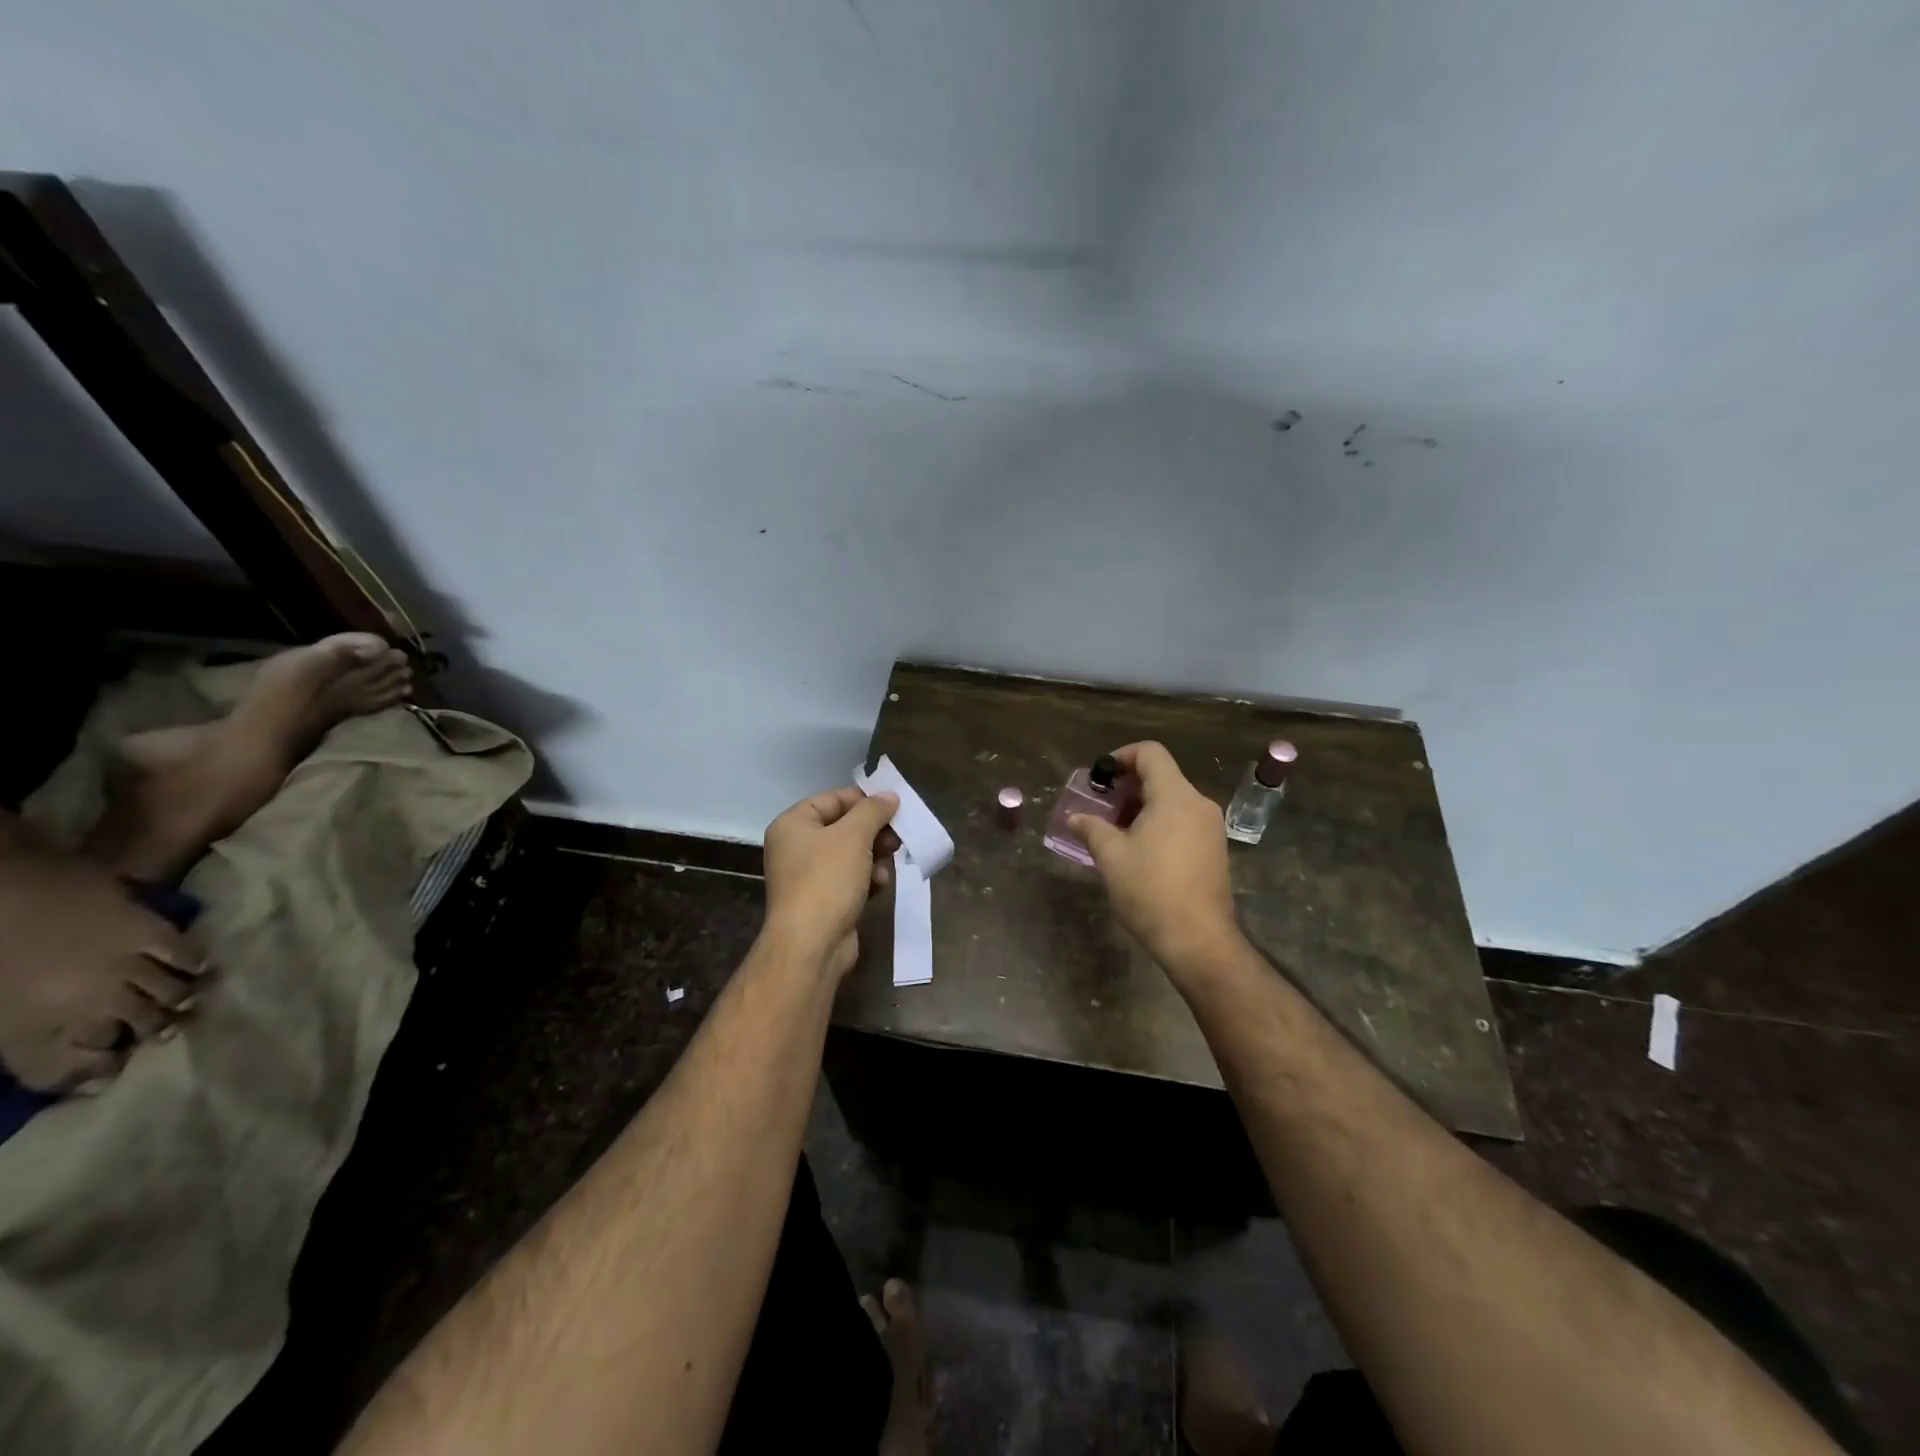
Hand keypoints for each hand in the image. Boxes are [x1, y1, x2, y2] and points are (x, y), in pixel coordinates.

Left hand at [0, 838, 201, 1091]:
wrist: (3, 889)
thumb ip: (30, 1038)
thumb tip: (76, 1063)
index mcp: (36, 1026)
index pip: (75, 1065)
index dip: (100, 1072)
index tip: (117, 1073)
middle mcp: (91, 1002)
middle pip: (138, 1027)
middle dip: (154, 1033)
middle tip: (168, 1035)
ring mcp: (125, 966)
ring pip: (168, 993)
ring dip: (179, 1001)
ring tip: (190, 1004)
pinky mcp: (149, 933)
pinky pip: (183, 954)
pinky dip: (192, 964)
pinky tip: (198, 967)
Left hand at [761, 787, 900, 977]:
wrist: (811, 945)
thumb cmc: (827, 880)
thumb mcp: (854, 836)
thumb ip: (873, 810)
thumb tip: (889, 796)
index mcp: (793, 824)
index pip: (833, 799)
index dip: (864, 800)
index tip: (894, 806)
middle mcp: (796, 847)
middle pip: (844, 827)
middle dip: (874, 833)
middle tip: (897, 838)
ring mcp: (809, 876)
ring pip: (852, 854)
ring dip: (875, 857)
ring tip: (887, 866)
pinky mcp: (824, 900)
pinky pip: (851, 879)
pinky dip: (868, 879)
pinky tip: (879, 886)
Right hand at [1068, 741, 1238, 969]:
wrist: (1198, 940)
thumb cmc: (1150, 891)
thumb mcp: (1111, 857)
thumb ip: (1091, 829)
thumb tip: (1075, 817)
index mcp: (1175, 796)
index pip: (1150, 753)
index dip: (1122, 756)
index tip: (1100, 777)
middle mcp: (1198, 804)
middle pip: (1162, 776)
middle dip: (1127, 787)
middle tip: (1101, 808)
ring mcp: (1211, 828)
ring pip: (1172, 801)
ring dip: (1142, 807)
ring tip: (1115, 832)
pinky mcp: (1215, 850)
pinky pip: (1183, 821)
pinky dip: (1159, 823)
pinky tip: (1139, 851)